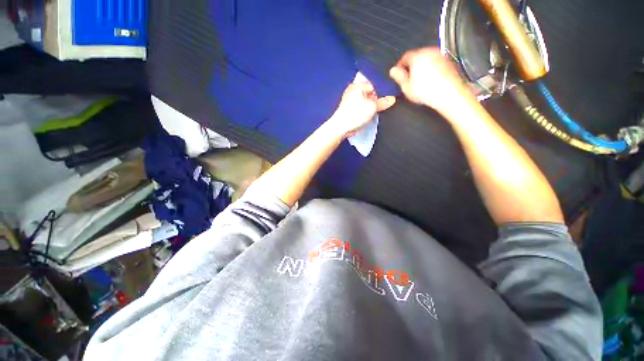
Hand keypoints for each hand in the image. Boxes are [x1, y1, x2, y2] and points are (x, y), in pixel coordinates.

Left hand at [327, 82, 395, 138]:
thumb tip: (392, 99)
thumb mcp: (372, 107)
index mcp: (357, 85)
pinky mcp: (348, 110)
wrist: (341, 127)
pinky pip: (359, 109)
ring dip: (368, 108)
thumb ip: (383, 102)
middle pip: (368, 94)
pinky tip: (364, 118)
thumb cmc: (355, 114)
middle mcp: (352, 91)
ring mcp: (349, 101)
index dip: (379, 94)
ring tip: (370, 114)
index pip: (373, 86)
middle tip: (376, 109)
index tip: (381, 103)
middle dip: (373, 101)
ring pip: (364, 103)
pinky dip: (362, 112)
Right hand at [389, 47, 470, 114]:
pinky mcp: (448, 61)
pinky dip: (431, 68)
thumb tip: (393, 71)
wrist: (449, 93)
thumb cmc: (428, 91)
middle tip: (408, 78)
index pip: (405, 57)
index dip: (400, 65)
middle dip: (411, 65)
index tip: (398, 73)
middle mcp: (429, 52)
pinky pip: (435, 62)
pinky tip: (430, 80)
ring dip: (421, 66)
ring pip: (427, 58)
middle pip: (416, 56)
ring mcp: (440, 55)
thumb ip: (399, 77)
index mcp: (417, 57)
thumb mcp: (407, 87)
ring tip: (419, 80)